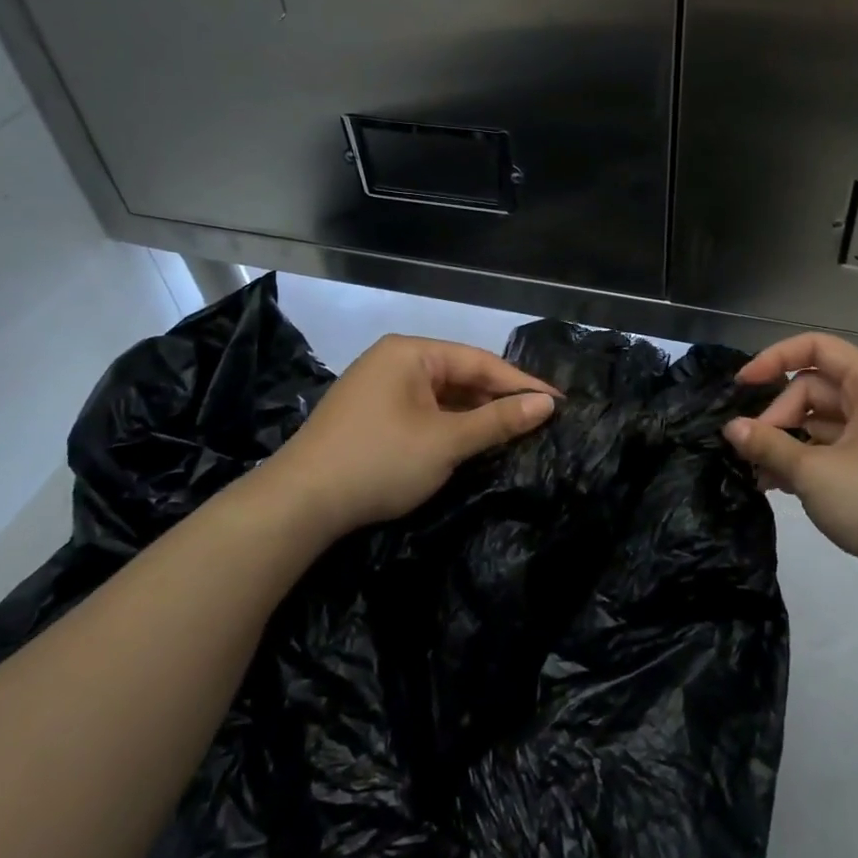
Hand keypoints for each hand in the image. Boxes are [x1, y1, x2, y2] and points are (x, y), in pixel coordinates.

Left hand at [260, 335, 557, 540]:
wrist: (298, 504)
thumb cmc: (379, 461)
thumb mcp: (446, 442)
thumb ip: (498, 420)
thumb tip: (547, 404)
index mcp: (411, 353)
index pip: (480, 362)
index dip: (522, 384)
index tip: (558, 402)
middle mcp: (394, 361)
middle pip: (460, 376)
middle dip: (499, 399)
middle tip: (541, 419)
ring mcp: (379, 388)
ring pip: (442, 396)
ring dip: (475, 415)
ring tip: (515, 431)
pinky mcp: (370, 416)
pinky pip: (423, 411)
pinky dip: (449, 426)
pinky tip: (472, 441)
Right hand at [724, 333, 857, 593]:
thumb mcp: (815, 473)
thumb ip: (769, 445)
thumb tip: (732, 428)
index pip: (816, 348)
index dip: (775, 359)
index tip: (742, 386)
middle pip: (815, 389)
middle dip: (779, 417)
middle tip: (754, 453)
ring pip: (825, 422)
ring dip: (791, 443)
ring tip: (762, 477)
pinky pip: (840, 448)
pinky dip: (812, 460)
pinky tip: (786, 487)